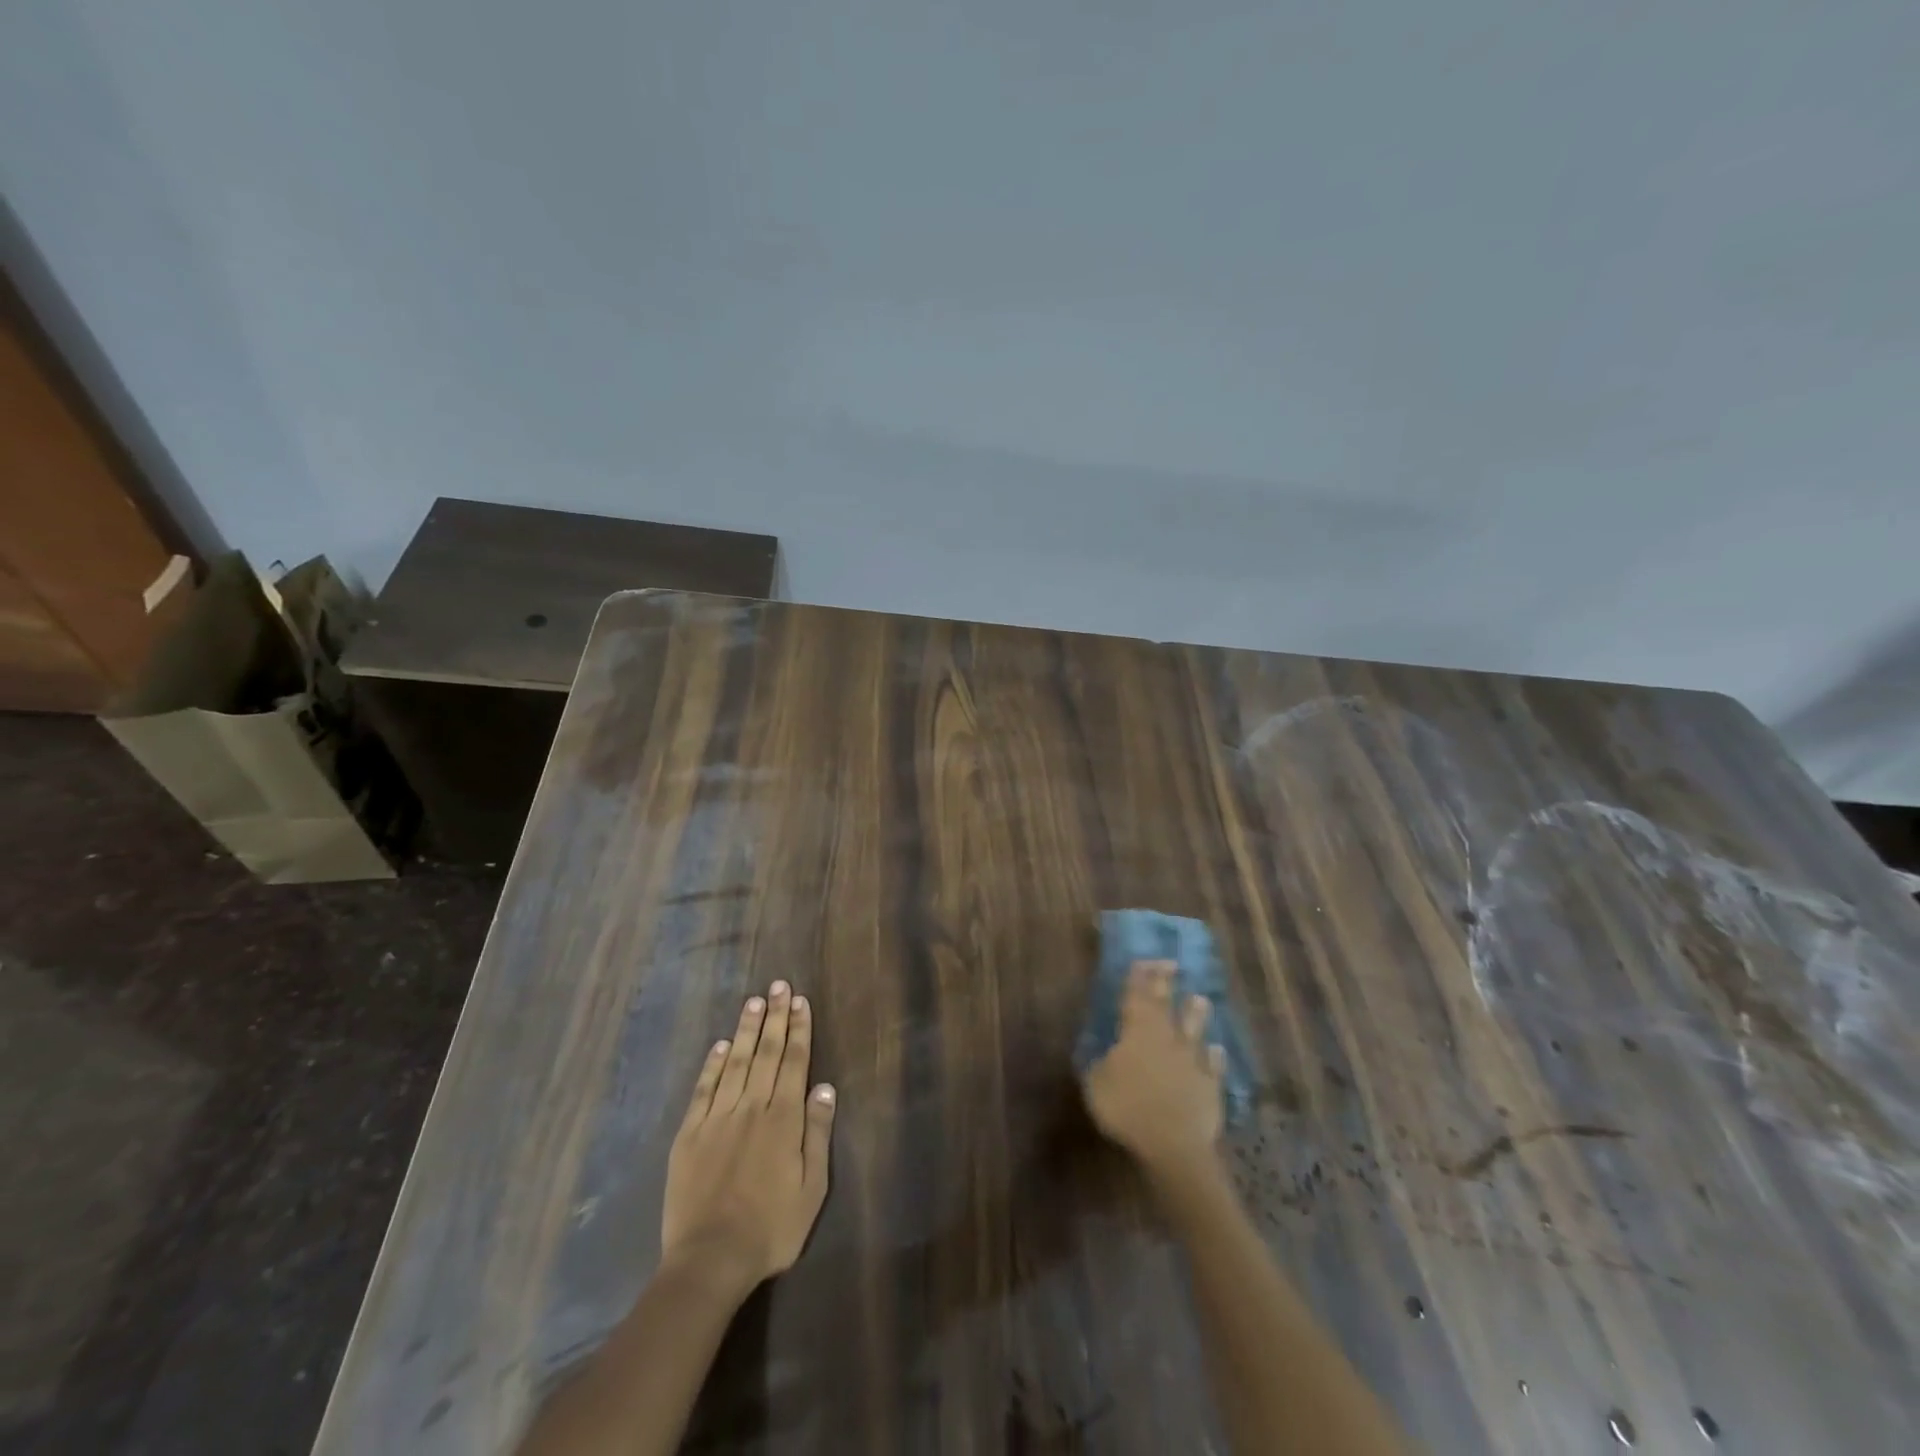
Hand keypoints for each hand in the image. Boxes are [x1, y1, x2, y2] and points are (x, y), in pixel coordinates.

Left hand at [661, 981, 836, 1296]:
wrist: (708, 1260)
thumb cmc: (771, 1228)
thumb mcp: (812, 1188)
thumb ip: (817, 1133)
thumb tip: (824, 1087)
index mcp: (783, 1119)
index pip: (794, 1062)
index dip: (798, 1029)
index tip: (800, 1001)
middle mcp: (751, 1108)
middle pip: (766, 1053)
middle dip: (775, 1017)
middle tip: (779, 985)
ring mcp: (717, 1118)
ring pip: (736, 1062)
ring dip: (747, 1030)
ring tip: (754, 1001)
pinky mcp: (689, 1134)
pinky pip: (704, 1089)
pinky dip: (713, 1064)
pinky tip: (721, 1045)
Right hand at [1081, 960, 1224, 1178]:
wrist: (1173, 1143)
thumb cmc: (1127, 1109)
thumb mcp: (1096, 1084)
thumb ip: (1100, 1064)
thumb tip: (1106, 1054)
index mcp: (1136, 1032)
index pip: (1136, 996)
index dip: (1138, 978)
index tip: (1142, 960)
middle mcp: (1166, 1037)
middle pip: (1165, 1004)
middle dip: (1165, 983)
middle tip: (1170, 963)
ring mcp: (1191, 1060)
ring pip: (1194, 1030)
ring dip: (1196, 1014)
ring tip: (1200, 998)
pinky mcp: (1210, 1085)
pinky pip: (1212, 1066)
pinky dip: (1214, 1057)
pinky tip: (1217, 1050)